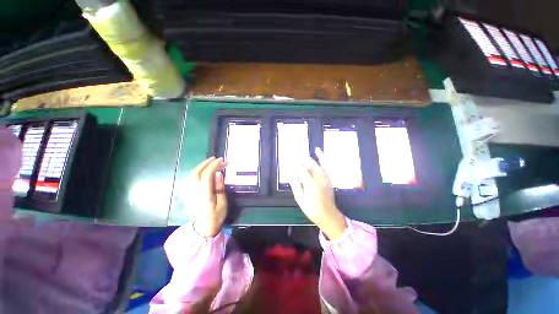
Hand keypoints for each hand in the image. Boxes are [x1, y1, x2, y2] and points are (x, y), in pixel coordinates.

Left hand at [188, 156, 227, 237]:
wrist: (203, 227)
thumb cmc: (216, 216)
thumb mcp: (222, 203)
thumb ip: (220, 188)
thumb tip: (219, 174)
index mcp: (204, 194)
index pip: (207, 175)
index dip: (214, 166)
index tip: (222, 160)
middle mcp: (195, 191)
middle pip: (197, 173)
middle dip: (207, 163)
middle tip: (217, 159)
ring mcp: (190, 192)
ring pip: (193, 175)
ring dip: (202, 166)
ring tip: (212, 162)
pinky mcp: (190, 193)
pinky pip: (192, 178)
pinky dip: (199, 171)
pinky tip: (205, 170)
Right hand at [289, 148, 346, 239]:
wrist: (328, 215)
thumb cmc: (312, 209)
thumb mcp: (300, 199)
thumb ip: (295, 185)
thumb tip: (291, 173)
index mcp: (311, 183)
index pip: (300, 170)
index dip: (293, 166)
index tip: (288, 162)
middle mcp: (319, 177)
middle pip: (308, 164)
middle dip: (300, 160)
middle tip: (292, 155)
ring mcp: (325, 176)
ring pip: (315, 163)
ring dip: (307, 159)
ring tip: (300, 154)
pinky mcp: (328, 177)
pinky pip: (325, 164)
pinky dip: (321, 156)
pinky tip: (317, 150)